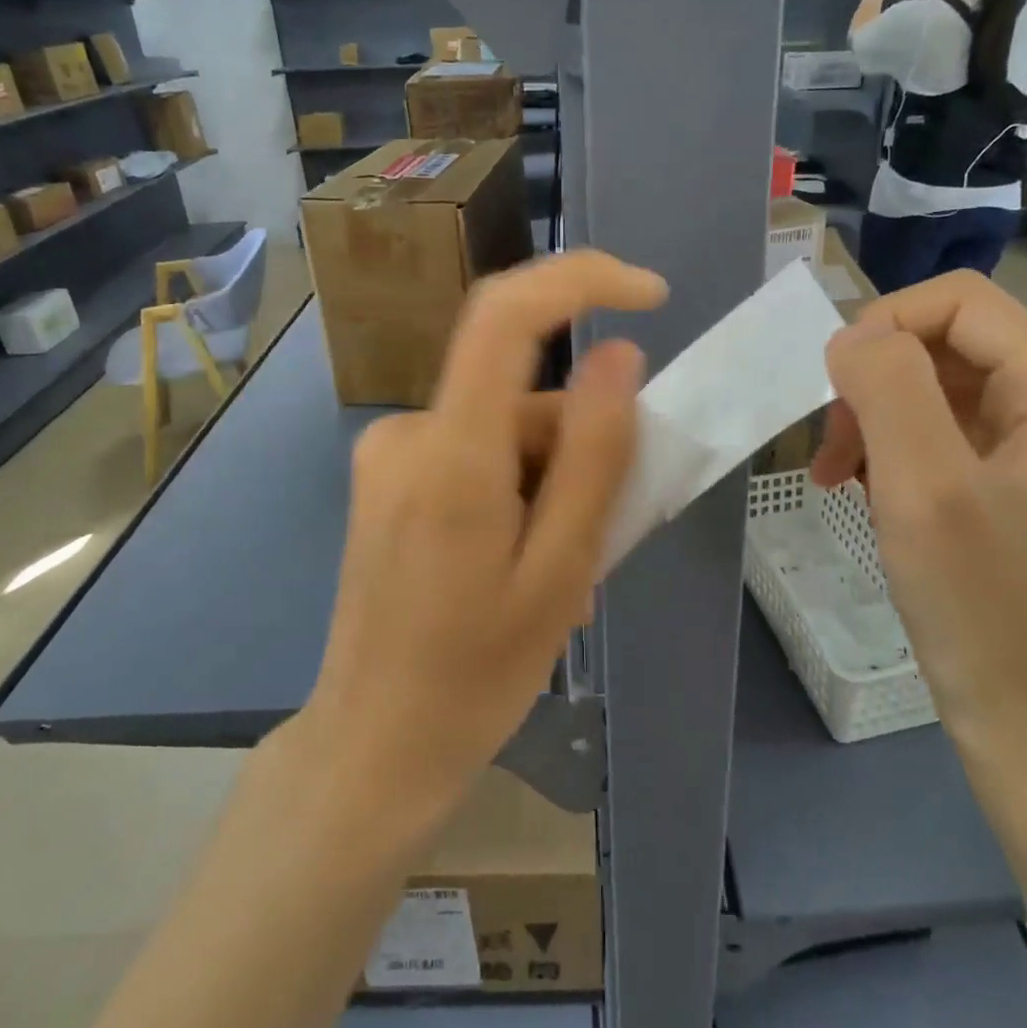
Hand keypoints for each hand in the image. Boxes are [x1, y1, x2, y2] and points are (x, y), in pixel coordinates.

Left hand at [307, 251, 667, 802]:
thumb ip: (593, 456)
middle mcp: (408, 433)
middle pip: (522, 394)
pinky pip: (476, 456)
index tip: (655, 296)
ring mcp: (389, 456)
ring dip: (550, 485)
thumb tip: (620, 355)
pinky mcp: (387, 479)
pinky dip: (517, 493)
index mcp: (450, 455)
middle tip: (604, 535)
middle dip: (581, 446)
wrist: (371, 747)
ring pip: (505, 431)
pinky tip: (518, 565)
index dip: (583, 280)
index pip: (507, 314)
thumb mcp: (559, 572)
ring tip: (560, 574)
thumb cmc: (474, 678)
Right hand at [811, 272, 1026, 751]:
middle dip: (874, 383)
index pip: (959, 301)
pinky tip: (866, 493)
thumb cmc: (985, 607)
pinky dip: (895, 452)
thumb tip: (850, 336)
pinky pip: (946, 436)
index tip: (832, 389)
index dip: (883, 325)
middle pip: (948, 344)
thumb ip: (886, 386)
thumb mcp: (923, 486)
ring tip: (838, 477)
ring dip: (876, 420)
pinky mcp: (1021, 486)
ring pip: (938, 390)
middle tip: (830, 451)